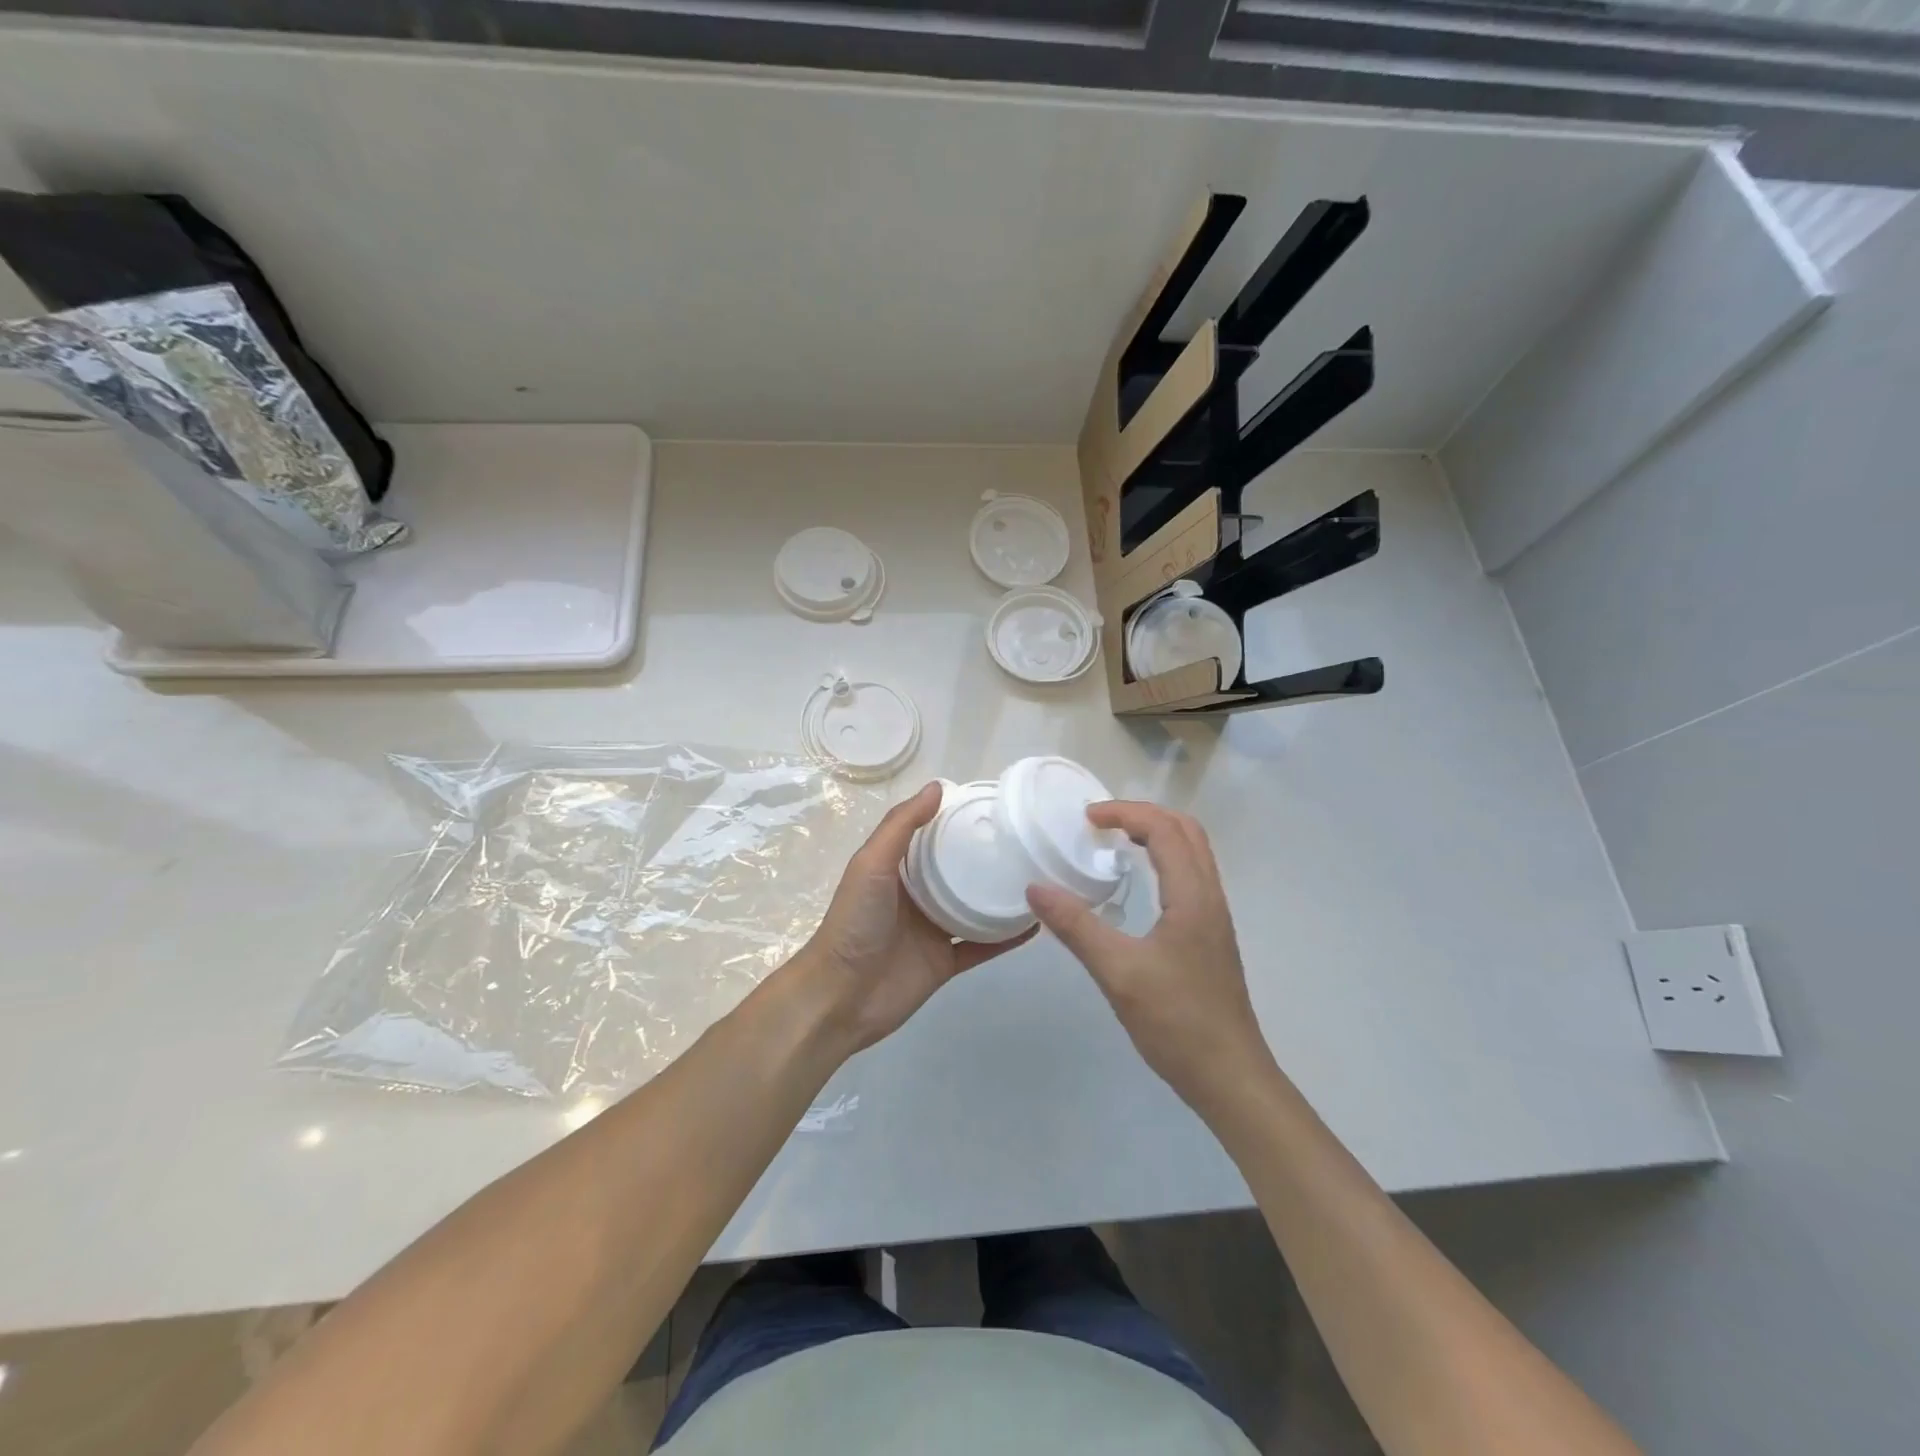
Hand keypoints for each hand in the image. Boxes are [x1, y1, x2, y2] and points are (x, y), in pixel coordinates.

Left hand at [793, 782, 1033, 1057]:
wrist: (842, 996)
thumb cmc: (855, 921)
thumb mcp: (872, 864)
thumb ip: (902, 825)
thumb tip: (937, 786)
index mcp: (898, 868)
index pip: (932, 834)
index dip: (958, 818)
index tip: (996, 803)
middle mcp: (917, 895)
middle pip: (958, 869)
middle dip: (987, 854)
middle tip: (1028, 837)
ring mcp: (933, 930)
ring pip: (975, 906)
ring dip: (1001, 894)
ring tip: (1040, 875)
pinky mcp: (946, 962)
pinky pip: (983, 946)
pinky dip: (1006, 937)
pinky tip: (1035, 923)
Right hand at [1027, 802, 1272, 1109]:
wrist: (1230, 1077)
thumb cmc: (1177, 1022)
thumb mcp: (1118, 973)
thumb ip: (1076, 927)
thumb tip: (1035, 888)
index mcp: (1193, 897)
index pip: (1165, 829)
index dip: (1126, 813)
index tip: (1086, 818)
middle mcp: (1210, 898)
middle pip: (1186, 831)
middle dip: (1144, 815)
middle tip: (1101, 823)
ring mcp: (1214, 919)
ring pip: (1192, 854)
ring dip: (1156, 835)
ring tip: (1115, 843)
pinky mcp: (1210, 938)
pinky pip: (1190, 878)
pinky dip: (1163, 861)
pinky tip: (1137, 886)